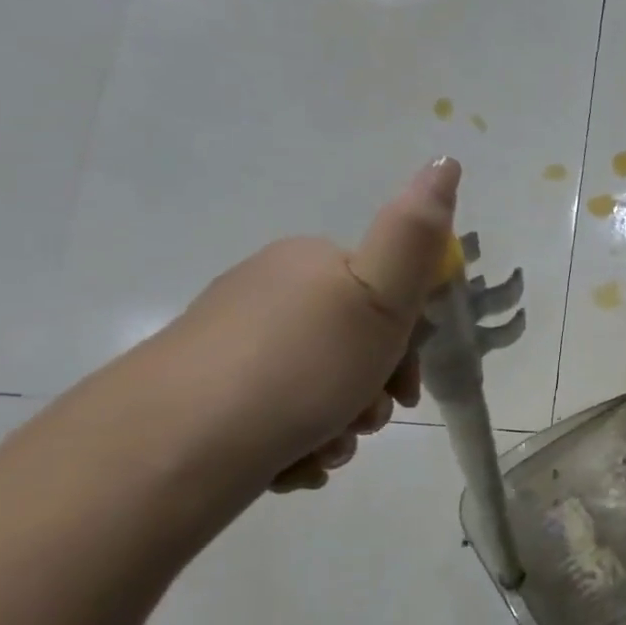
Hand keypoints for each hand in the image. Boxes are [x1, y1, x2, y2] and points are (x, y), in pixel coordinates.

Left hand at [156, 158, 460, 492]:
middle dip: (373, 395)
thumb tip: (446, 159)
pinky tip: (295, 465)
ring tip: (326, 451)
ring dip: (340, 428)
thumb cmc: (300, 366)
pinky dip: (301, 445)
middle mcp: (271, 294)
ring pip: (321, 389)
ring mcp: (236, 346)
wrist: (180, 442)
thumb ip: (416, 233)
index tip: (405, 390)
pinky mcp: (211, 396)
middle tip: (364, 422)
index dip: (409, 348)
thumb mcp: (379, 296)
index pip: (388, 298)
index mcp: (312, 265)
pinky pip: (281, 417)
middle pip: (356, 348)